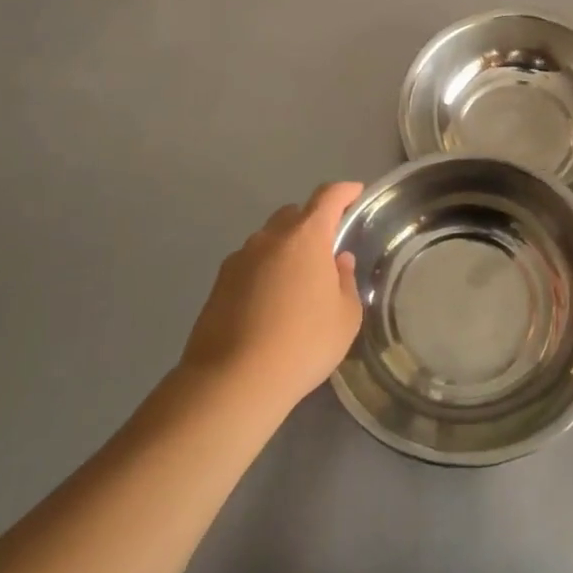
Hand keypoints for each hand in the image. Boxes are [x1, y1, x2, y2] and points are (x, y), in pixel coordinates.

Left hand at [181, 182, 364, 410]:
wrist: (233, 381)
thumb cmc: (303, 344)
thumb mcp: (345, 317)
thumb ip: (345, 281)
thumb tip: (338, 261)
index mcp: (306, 237)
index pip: (328, 197)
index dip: (344, 191)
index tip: (355, 193)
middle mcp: (270, 239)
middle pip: (294, 214)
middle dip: (312, 223)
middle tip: (326, 249)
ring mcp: (239, 260)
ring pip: (269, 240)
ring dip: (285, 249)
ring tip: (297, 283)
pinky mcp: (218, 284)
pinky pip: (249, 265)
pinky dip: (264, 271)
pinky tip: (270, 303)